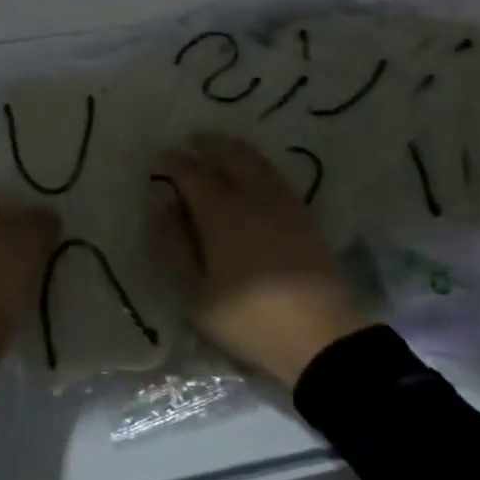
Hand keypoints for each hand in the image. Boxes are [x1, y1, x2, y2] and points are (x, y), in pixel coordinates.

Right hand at [147, 134, 369, 389]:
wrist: (321, 338)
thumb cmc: (249, 318)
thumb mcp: (195, 293)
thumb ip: (172, 245)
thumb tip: (158, 203)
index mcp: (220, 211)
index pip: (190, 172)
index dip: (173, 162)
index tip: (160, 157)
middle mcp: (252, 195)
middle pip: (229, 154)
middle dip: (208, 143)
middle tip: (192, 140)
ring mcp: (283, 203)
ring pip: (256, 160)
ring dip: (234, 149)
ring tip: (220, 150)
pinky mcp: (305, 216)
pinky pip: (275, 175)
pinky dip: (257, 164)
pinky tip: (252, 175)